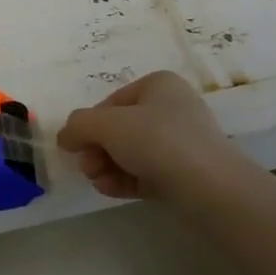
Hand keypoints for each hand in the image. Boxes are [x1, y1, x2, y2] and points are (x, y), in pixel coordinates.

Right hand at [56, 71, 241, 201]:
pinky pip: (146, 172)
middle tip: (86, 167)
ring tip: (98, 181)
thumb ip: (79, 125)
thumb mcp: (108, 125)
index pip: (112, 102)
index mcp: (159, 85)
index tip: (77, 145)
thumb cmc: (158, 140)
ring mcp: (180, 142)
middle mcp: (171, 108)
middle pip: (120, 128)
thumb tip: (65, 136)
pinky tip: (109, 189)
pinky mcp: (184, 173)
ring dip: (107, 165)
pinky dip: (125, 179)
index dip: (90, 124)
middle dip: (97, 148)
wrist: (210, 186)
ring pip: (131, 152)